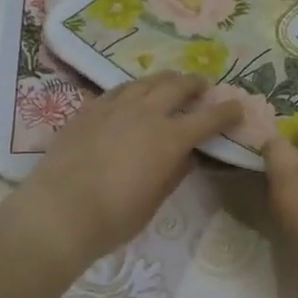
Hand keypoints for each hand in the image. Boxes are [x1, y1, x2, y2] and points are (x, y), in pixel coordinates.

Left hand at [6, 71, 240, 272]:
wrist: (59, 211)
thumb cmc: (114, 217)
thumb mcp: (155, 200)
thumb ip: (174, 172)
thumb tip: (186, 156)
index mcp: (170, 138)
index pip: (209, 118)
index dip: (227, 112)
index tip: (238, 107)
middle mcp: (146, 113)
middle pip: (178, 86)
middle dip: (195, 84)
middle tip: (202, 87)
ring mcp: (115, 106)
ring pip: (146, 81)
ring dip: (165, 80)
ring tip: (170, 83)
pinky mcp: (89, 109)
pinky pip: (118, 89)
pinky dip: (134, 89)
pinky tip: (132, 94)